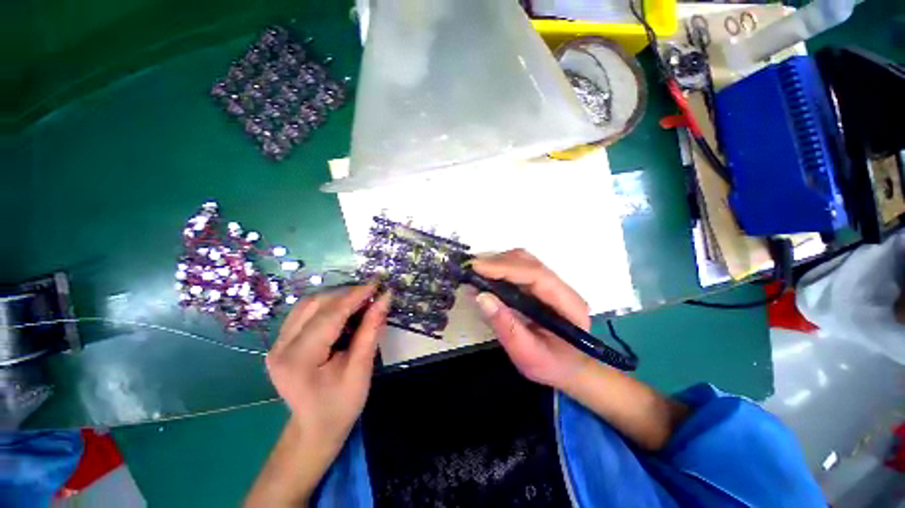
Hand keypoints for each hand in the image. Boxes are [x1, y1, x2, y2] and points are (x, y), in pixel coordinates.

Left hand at [265, 284, 390, 452]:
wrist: (314, 429)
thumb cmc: (341, 405)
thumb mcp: (361, 369)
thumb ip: (371, 331)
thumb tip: (384, 299)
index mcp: (299, 359)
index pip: (329, 315)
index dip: (355, 296)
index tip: (377, 284)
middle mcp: (280, 347)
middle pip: (314, 304)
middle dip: (346, 294)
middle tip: (372, 293)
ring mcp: (277, 344)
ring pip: (307, 304)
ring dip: (336, 297)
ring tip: (361, 300)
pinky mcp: (281, 343)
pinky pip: (304, 313)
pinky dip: (327, 305)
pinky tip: (344, 310)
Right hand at [471, 249, 592, 389]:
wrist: (568, 367)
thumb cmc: (551, 365)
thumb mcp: (528, 355)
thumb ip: (506, 326)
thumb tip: (481, 296)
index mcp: (568, 305)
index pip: (536, 275)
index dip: (505, 268)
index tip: (476, 267)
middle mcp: (562, 287)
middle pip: (528, 262)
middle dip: (497, 263)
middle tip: (470, 270)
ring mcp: (550, 283)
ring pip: (522, 261)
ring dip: (496, 263)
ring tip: (474, 273)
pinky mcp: (539, 285)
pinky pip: (517, 268)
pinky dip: (498, 269)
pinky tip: (484, 277)